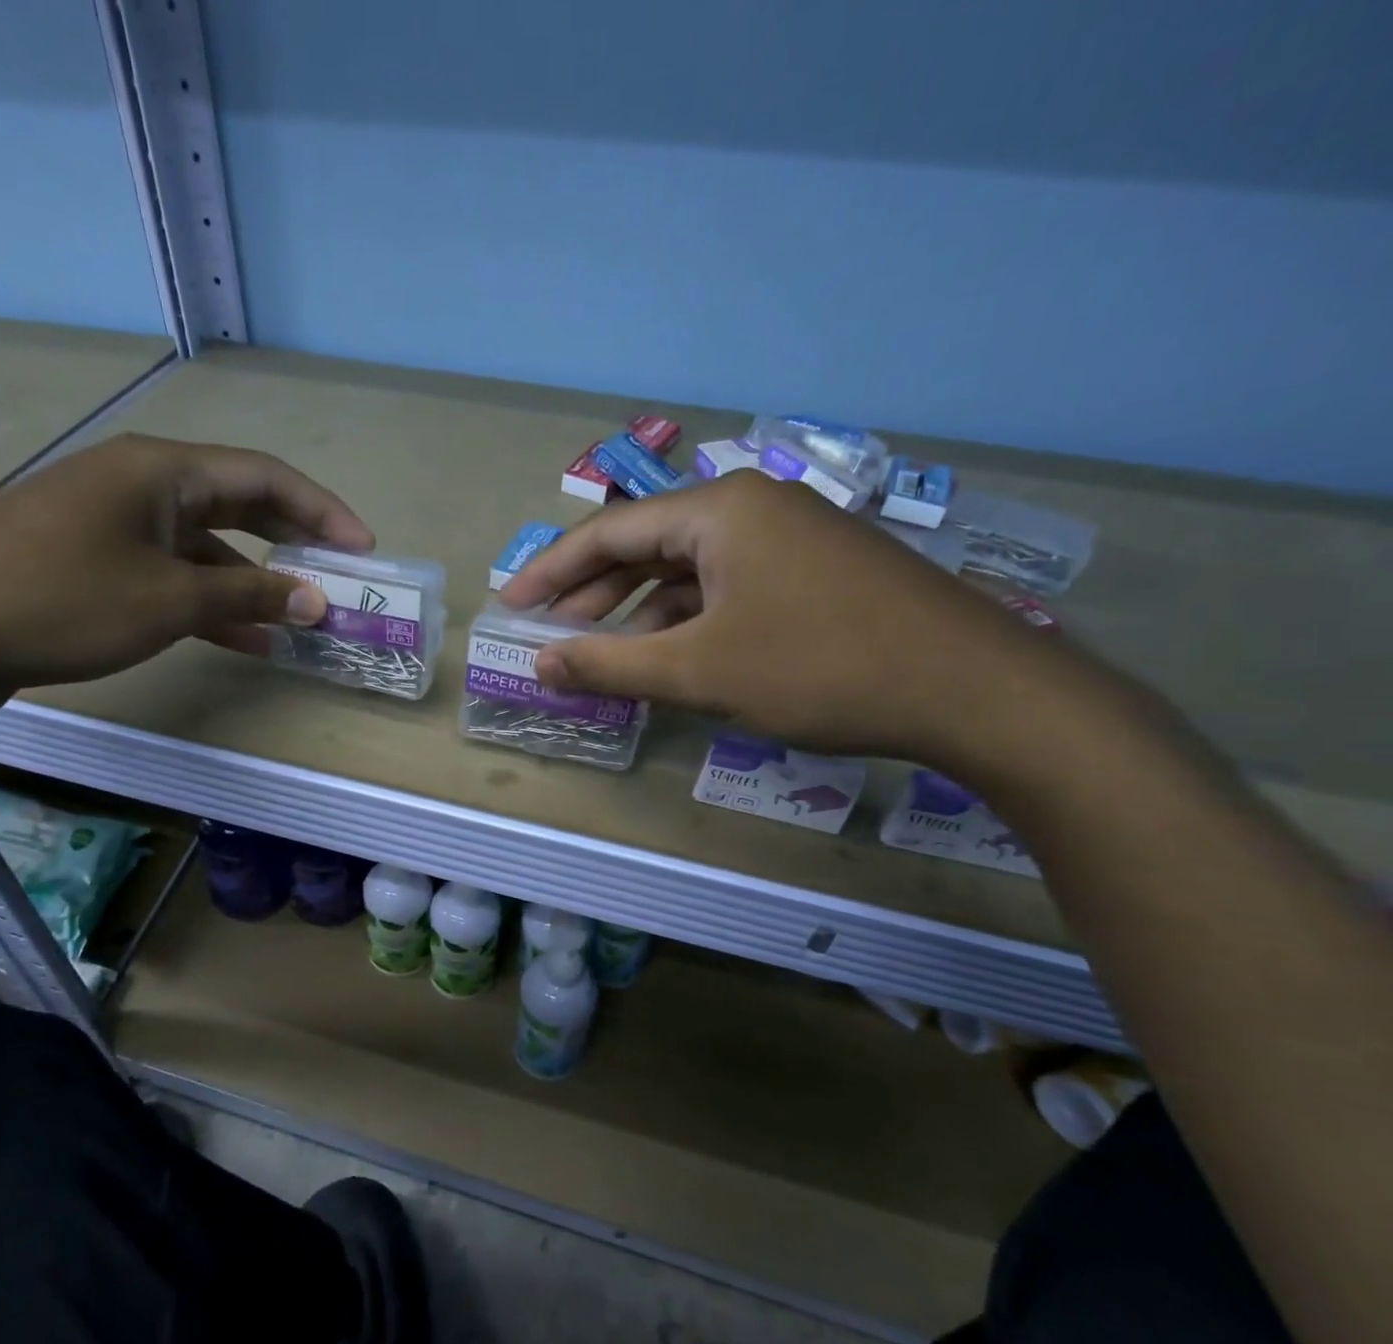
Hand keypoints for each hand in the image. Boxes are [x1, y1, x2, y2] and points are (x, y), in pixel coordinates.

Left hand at [0, 433, 373, 706]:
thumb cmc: (63, 601)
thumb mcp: (170, 600)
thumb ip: (250, 594)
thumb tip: (317, 600)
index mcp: (161, 471)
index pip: (264, 476)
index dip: (321, 510)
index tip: (363, 548)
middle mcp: (140, 482)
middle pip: (237, 502)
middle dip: (291, 540)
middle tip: (336, 574)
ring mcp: (112, 519)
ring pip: (204, 543)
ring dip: (250, 579)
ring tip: (295, 617)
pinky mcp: (92, 556)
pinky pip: (169, 570)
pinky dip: (207, 598)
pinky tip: (239, 637)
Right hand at [497, 472, 1069, 761]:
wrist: (975, 690)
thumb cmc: (821, 668)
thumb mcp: (699, 671)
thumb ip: (609, 666)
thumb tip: (541, 664)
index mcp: (719, 511)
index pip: (610, 531)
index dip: (553, 571)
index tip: (513, 604)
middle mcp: (753, 509)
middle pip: (648, 545)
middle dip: (594, 592)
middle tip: (551, 633)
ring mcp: (791, 539)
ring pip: (689, 571)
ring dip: (640, 611)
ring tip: (603, 653)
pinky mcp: (816, 573)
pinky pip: (728, 588)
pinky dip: (689, 620)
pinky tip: (673, 656)